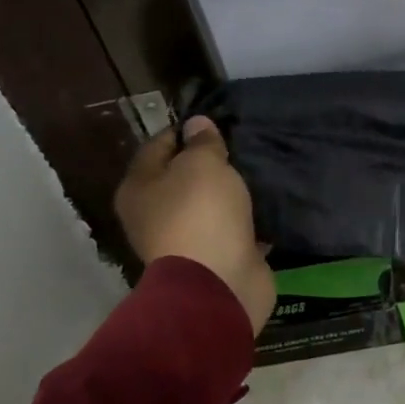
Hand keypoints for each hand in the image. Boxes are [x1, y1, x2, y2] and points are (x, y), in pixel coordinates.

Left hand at [113, 117, 275, 334]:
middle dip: (209, 163)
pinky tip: (265, 203)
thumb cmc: (200, 213)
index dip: (185, 131)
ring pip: (207, 204)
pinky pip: (229, 228)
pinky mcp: (213, 257)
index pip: (157, 145)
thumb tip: (196, 124)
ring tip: (256, 172)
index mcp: (139, 189)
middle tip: (240, 146)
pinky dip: (244, 218)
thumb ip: (202, 142)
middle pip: (181, 178)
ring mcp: (183, 239)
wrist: (219, 281)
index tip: (215, 122)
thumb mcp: (202, 164)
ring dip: (228, 192)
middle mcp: (153, 214)